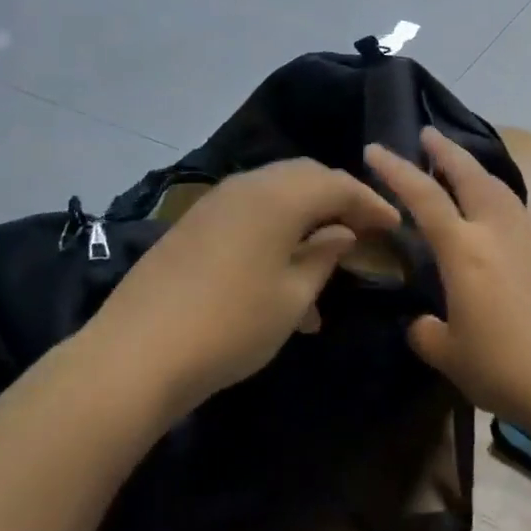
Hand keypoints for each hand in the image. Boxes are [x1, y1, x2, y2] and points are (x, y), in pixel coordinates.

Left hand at [83, 160, 398, 421]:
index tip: (394, 224)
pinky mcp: (196, 221)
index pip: (339, 184)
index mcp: (281, 194)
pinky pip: (250, 211)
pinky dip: (276, 229)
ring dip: (306, 216)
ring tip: (326, 259)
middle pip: (306, 178)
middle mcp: (250, 184)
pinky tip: (282, 274)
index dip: (371, 202)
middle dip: (339, 200)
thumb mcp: (292, 297)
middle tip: (362, 229)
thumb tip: (341, 233)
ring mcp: (218, 200)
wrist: (136, 352)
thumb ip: (323, 256)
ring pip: (277, 193)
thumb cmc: (231, 324)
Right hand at [366, 130, 530, 428]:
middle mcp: (497, 231)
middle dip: (445, 150)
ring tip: (462, 165)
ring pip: (498, 188)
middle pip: (469, 174)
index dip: (396, 170)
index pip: (423, 196)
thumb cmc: (505, 367)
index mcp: (464, 248)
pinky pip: (516, 212)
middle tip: (428, 132)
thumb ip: (428, 334)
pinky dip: (497, 198)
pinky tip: (495, 216)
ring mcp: (529, 239)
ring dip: (475, 169)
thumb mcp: (452, 356)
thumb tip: (421, 324)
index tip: (375, 148)